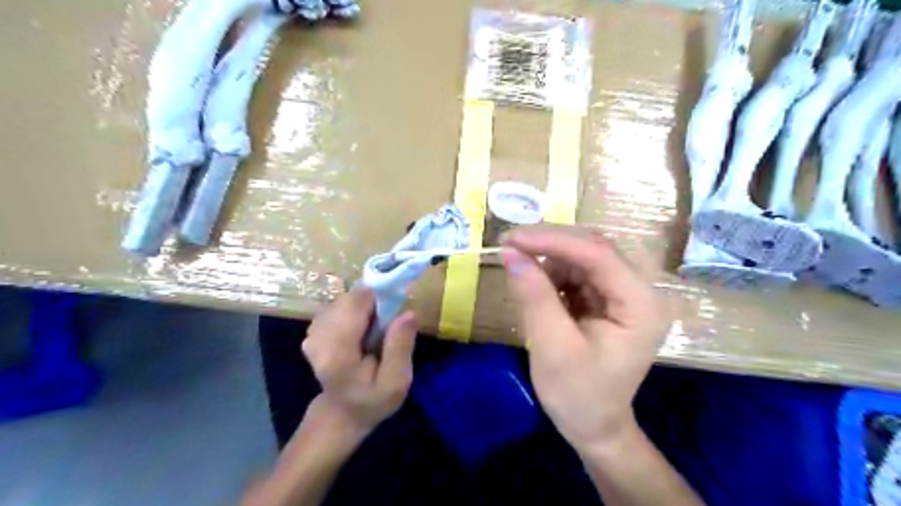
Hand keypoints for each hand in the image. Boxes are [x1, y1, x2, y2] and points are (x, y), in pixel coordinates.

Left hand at [300, 288, 416, 434]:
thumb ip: (401, 348)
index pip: (355, 303)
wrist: (341, 413)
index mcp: (337, 352)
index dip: (379, 300)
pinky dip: (354, 312)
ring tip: (373, 333)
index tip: (394, 315)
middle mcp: (318, 337)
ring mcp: (312, 332)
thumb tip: (408, 313)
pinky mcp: (313, 329)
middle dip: (373, 305)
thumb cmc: (372, 400)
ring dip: (364, 309)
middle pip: (350, 298)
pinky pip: (339, 306)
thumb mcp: (397, 382)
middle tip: (386, 328)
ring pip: (345, 300)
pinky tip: (360, 332)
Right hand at [500, 228, 667, 453]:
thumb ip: (534, 297)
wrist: (595, 425)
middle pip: (593, 247)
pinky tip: (537, 285)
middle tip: (508, 245)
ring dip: (548, 257)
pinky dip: (552, 271)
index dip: (552, 240)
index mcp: (642, 305)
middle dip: (548, 243)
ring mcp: (625, 290)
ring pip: (582, 253)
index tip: (510, 239)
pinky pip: (577, 269)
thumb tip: (510, 253)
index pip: (598, 254)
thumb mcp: (552, 348)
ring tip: (520, 272)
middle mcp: (641, 289)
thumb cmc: (579, 396)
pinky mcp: (608, 295)